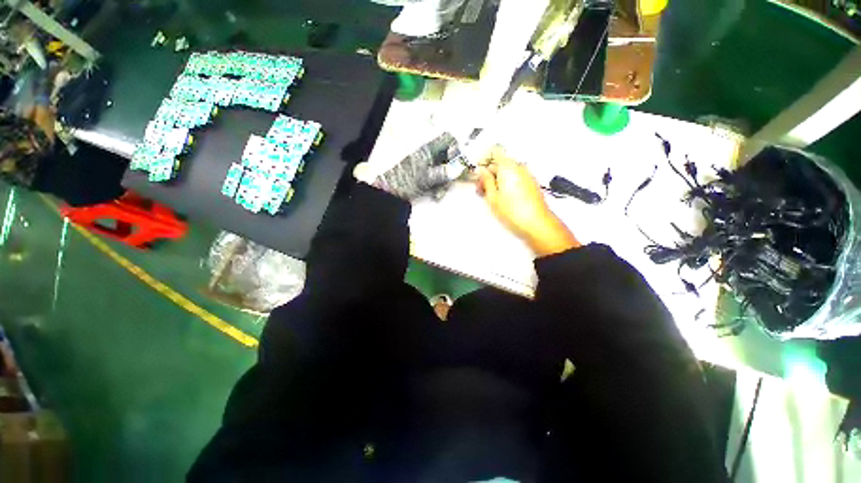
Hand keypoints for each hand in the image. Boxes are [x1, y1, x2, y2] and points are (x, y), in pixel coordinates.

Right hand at [477, 146, 579, 256]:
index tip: (478, 169)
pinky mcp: (531, 184)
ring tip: (490, 196)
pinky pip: (516, 178)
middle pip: (501, 162)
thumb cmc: (514, 211)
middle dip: (488, 172)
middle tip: (480, 188)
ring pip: (508, 171)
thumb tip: (482, 172)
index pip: (494, 151)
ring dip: (497, 179)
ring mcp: (527, 175)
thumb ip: (486, 180)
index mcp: (508, 167)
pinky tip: (501, 198)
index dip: (483, 158)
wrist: (537, 224)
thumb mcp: (492, 197)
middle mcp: (520, 167)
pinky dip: (506, 183)